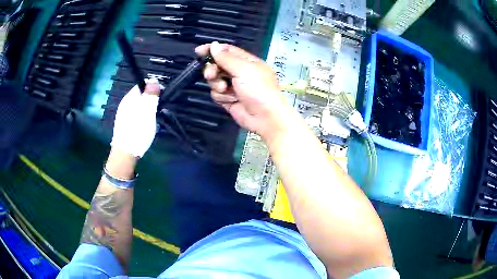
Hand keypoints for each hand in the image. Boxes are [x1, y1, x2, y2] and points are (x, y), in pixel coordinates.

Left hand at [111, 79, 160, 157]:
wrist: (126, 153)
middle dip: (151, 102)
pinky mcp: (125, 124)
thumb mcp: (147, 111)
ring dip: (148, 111)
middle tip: (157, 112)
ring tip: (152, 122)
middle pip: (141, 96)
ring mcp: (124, 114)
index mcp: (129, 98)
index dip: (153, 89)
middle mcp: (125, 104)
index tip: (160, 98)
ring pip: (140, 107)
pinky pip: (136, 116)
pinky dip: (143, 119)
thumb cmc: (138, 131)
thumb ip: (151, 95)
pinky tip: (145, 128)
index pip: (143, 85)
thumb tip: (154, 79)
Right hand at [195, 42, 291, 139]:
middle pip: (218, 65)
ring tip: (225, 89)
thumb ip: (226, 57)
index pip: (227, 51)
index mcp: (247, 61)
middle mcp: (239, 72)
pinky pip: (217, 94)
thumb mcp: (243, 69)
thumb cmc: (258, 89)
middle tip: (210, 75)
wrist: (265, 117)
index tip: (198, 51)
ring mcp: (234, 86)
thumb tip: (214, 45)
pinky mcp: (229, 99)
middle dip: (212, 69)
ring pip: (215, 80)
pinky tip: (231, 100)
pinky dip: (221, 96)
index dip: (213, 49)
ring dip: (217, 84)